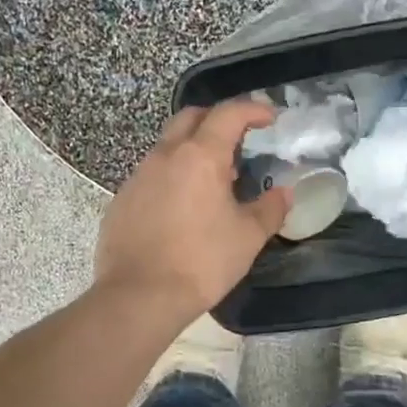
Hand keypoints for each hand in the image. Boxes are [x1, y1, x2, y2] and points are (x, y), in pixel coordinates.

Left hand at [95, 100, 291, 322]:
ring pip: (168, 145)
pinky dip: (172, 175)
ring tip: (214, 179)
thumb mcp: (248, 237)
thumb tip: (284, 193)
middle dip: (217, 118)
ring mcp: (138, 176)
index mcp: (200, 156)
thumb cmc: (201, 262)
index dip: (252, 109)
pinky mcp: (122, 199)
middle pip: (191, 117)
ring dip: (192, 149)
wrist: (138, 296)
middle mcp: (165, 155)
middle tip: (239, 138)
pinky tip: (183, 206)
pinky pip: (151, 174)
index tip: (270, 118)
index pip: (228, 113)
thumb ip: (270, 209)